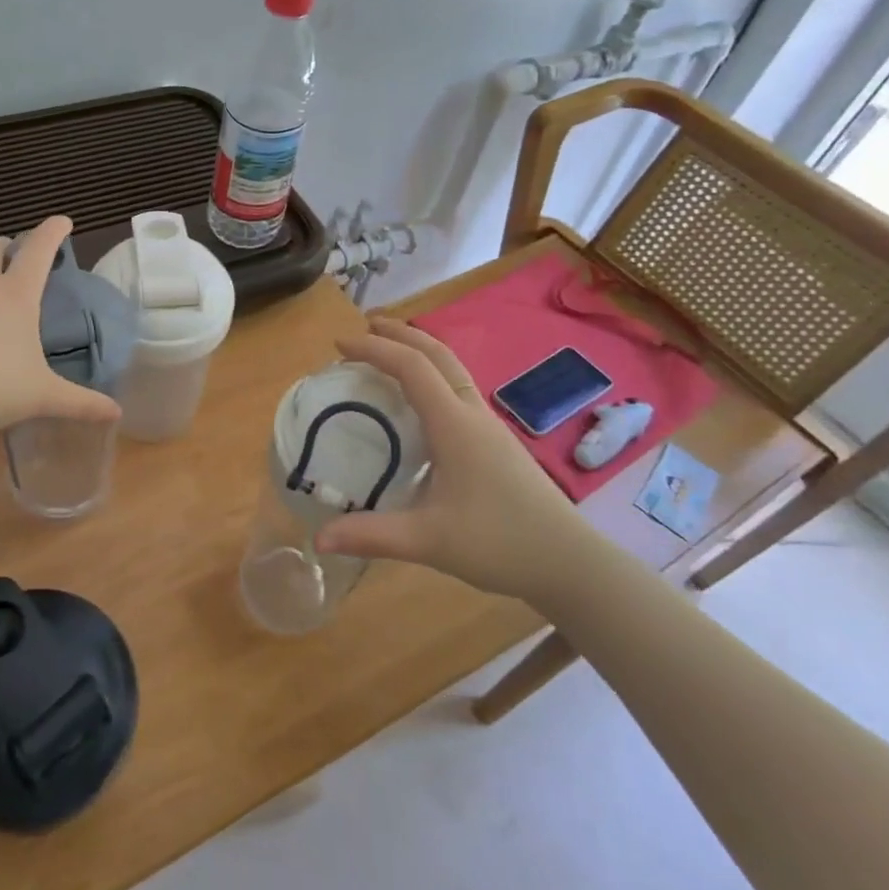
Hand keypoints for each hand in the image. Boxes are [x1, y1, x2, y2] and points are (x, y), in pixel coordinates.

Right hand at [313, 318, 590, 603]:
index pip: (411, 367)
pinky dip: (431, 375)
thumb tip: (318, 539)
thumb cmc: (500, 543)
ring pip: (451, 369)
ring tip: (388, 353)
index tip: (339, 343)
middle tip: (364, 327)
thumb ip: (371, 536)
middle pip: (437, 353)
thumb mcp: (428, 541)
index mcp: (454, 424)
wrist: (570, 563)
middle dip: (400, 333)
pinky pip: (458, 390)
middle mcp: (472, 414)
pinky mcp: (496, 442)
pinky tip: (420, 402)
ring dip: (419, 350)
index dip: (374, 348)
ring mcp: (489, 426)